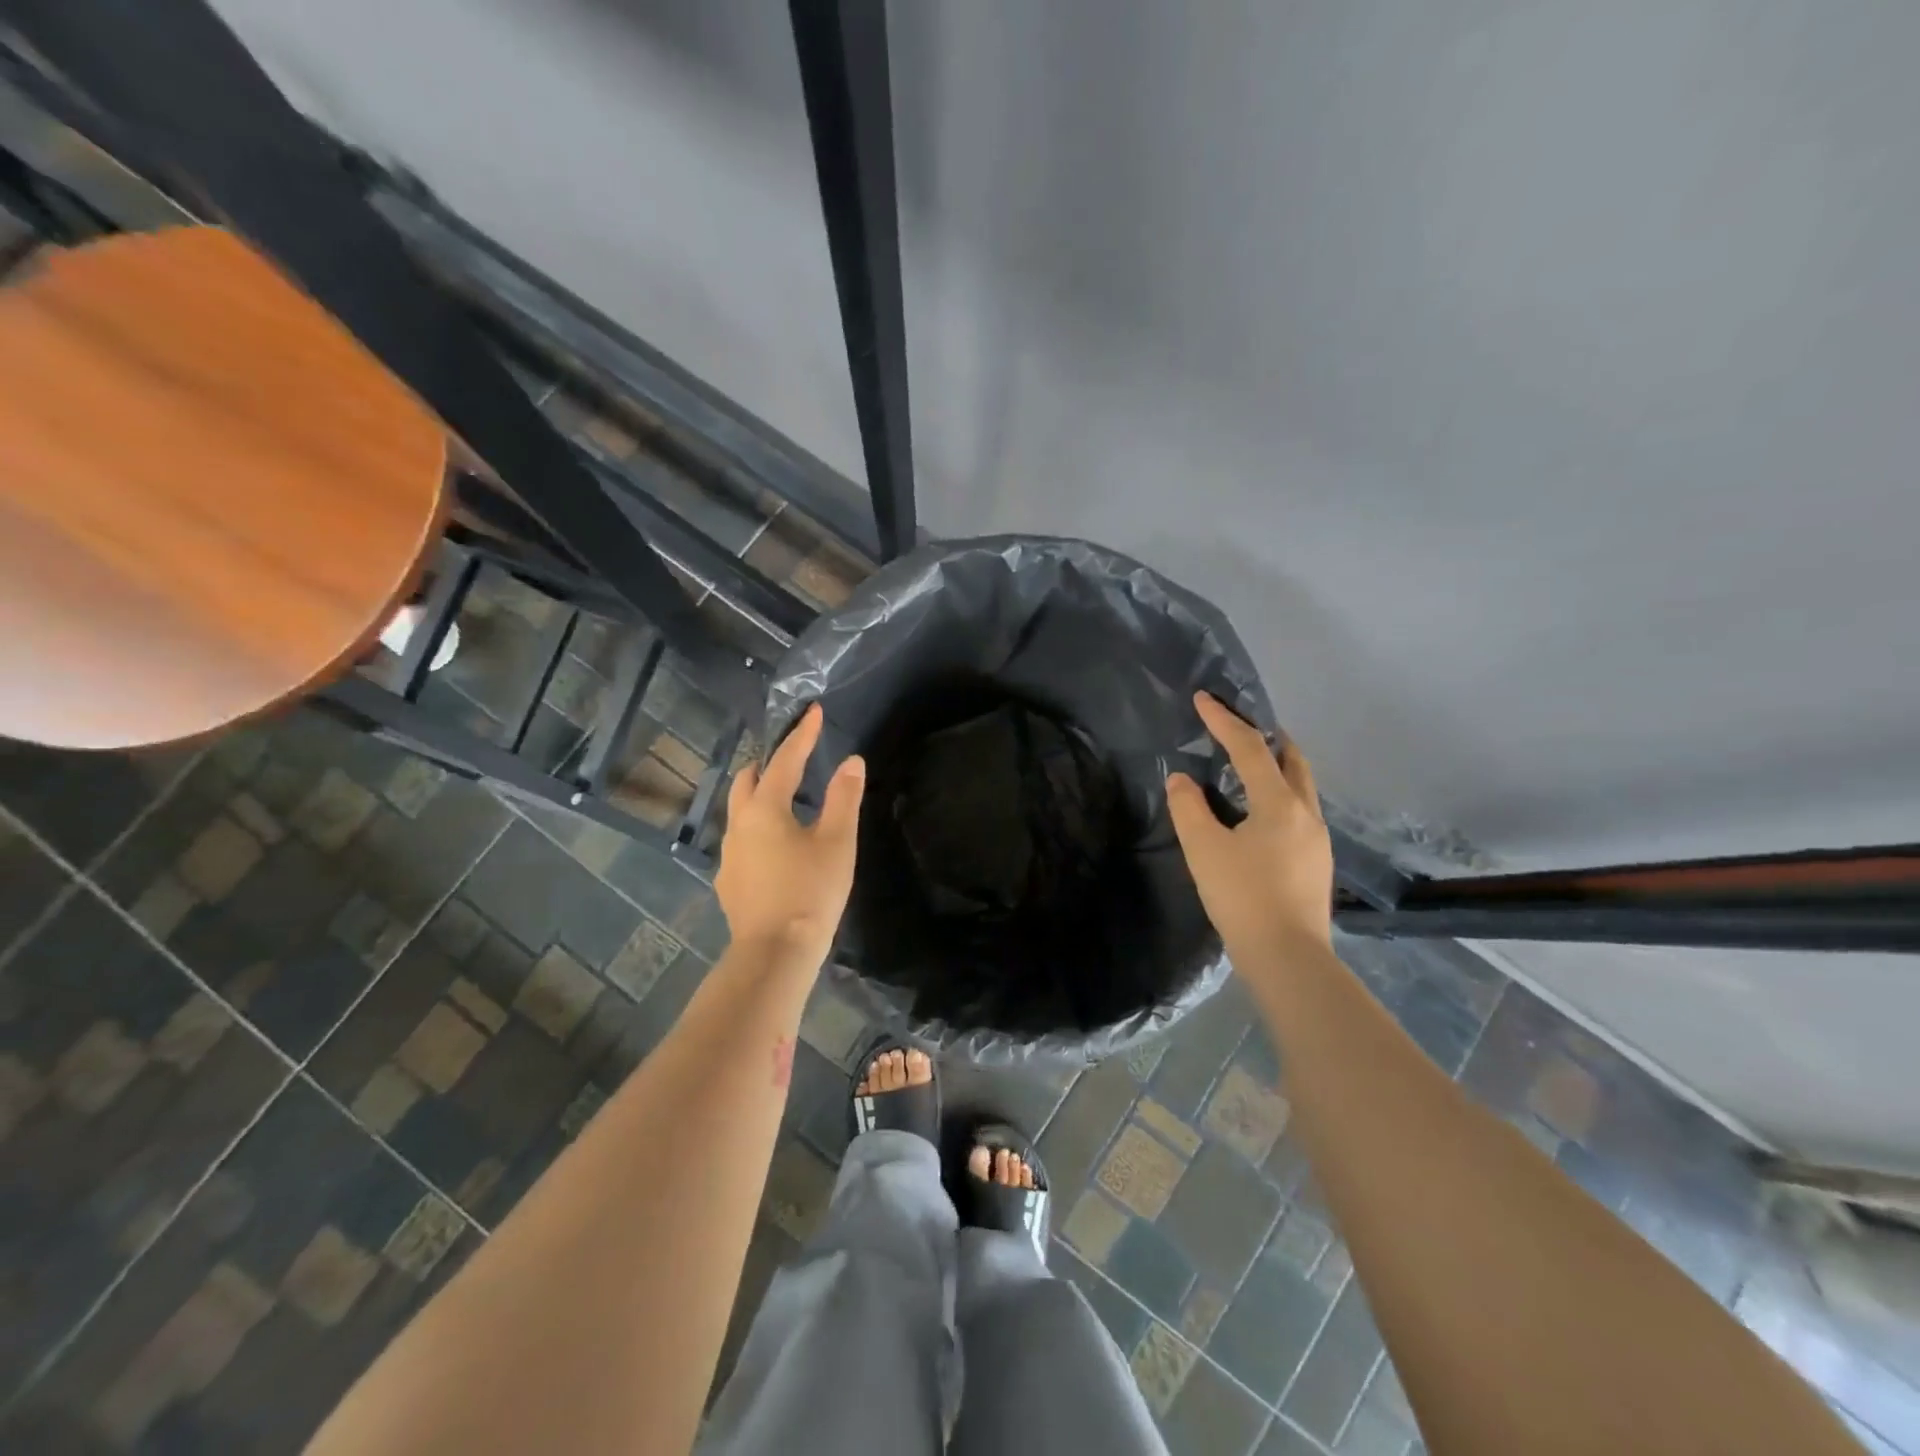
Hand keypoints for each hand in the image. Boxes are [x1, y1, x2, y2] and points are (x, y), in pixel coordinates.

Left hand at [716, 703, 865, 965]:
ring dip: (761, 796)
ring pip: (740, 811)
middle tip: (796, 758)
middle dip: (770, 763)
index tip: (814, 712)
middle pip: (748, 780)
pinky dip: (758, 828)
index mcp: (765, 808)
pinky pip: (742, 840)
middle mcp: (739, 824)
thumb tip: (852, 761)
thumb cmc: (811, 891)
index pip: (785, 760)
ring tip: (788, 801)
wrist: (776, 952)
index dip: (802, 735)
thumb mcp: (837, 841)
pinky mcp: (729, 880)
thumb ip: (843, 797)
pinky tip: (777, 847)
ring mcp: (729, 854)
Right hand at [1166, 692, 1333, 961]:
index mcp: (1280, 803)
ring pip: (1301, 786)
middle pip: (1293, 759)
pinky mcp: (1317, 862)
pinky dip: (1280, 794)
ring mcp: (1318, 839)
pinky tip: (1261, 813)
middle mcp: (1306, 813)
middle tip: (1241, 726)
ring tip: (1250, 765)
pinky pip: (1299, 810)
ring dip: (1277, 766)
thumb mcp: (1203, 849)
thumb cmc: (1243, 897)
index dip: (1224, 721)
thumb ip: (1189, 807)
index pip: (1250, 748)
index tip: (1203, 699)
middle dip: (1267, 737)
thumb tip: (1182, 779)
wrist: (1288, 958)